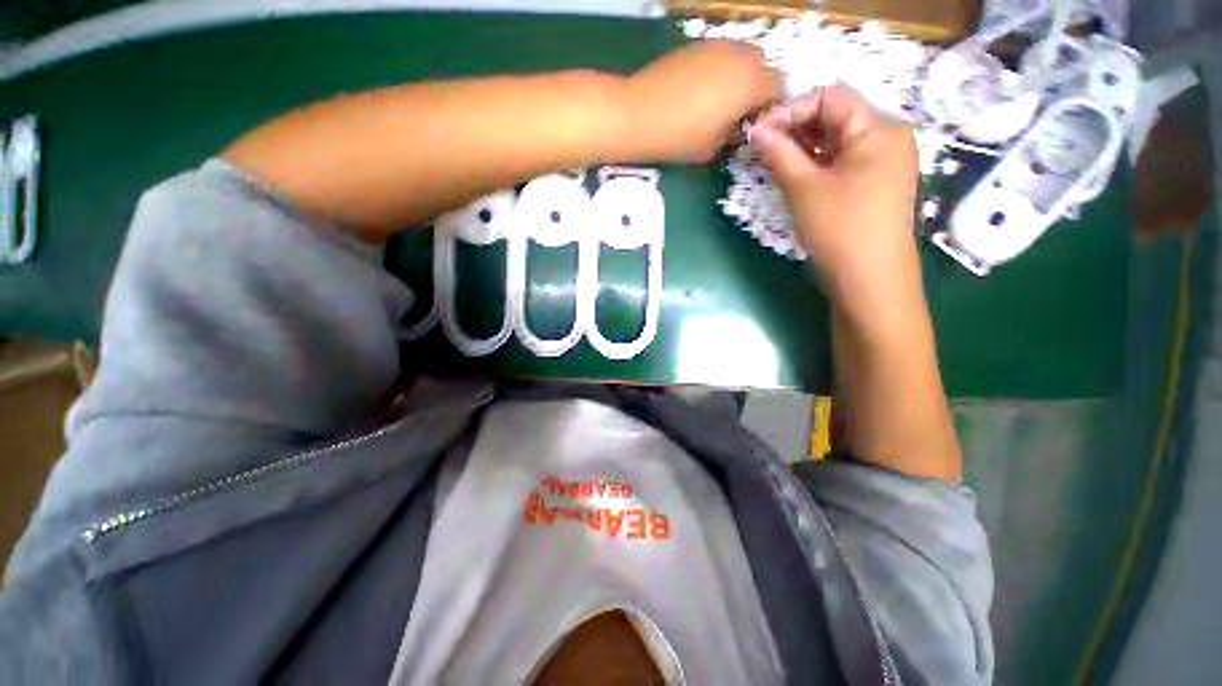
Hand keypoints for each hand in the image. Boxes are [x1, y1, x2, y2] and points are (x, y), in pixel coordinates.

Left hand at [622, 40, 778, 163]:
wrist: (637, 114)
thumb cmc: (678, 138)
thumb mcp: (713, 147)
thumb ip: (734, 134)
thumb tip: (739, 126)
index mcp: (750, 84)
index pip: (778, 88)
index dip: (770, 108)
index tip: (755, 125)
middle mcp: (739, 57)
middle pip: (763, 67)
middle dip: (757, 88)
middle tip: (739, 113)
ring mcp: (716, 46)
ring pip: (741, 57)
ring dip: (739, 76)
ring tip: (719, 102)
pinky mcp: (696, 45)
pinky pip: (720, 55)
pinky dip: (720, 70)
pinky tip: (701, 91)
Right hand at [751, 85, 919, 310]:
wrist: (868, 278)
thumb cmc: (839, 228)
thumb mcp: (803, 188)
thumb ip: (779, 154)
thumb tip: (756, 130)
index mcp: (878, 128)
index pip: (831, 97)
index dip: (791, 109)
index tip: (759, 132)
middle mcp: (886, 137)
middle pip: (835, 117)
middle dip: (795, 129)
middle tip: (761, 149)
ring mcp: (882, 162)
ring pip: (836, 141)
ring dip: (803, 148)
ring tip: (772, 162)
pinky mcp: (874, 184)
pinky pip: (842, 162)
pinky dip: (816, 164)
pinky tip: (794, 175)